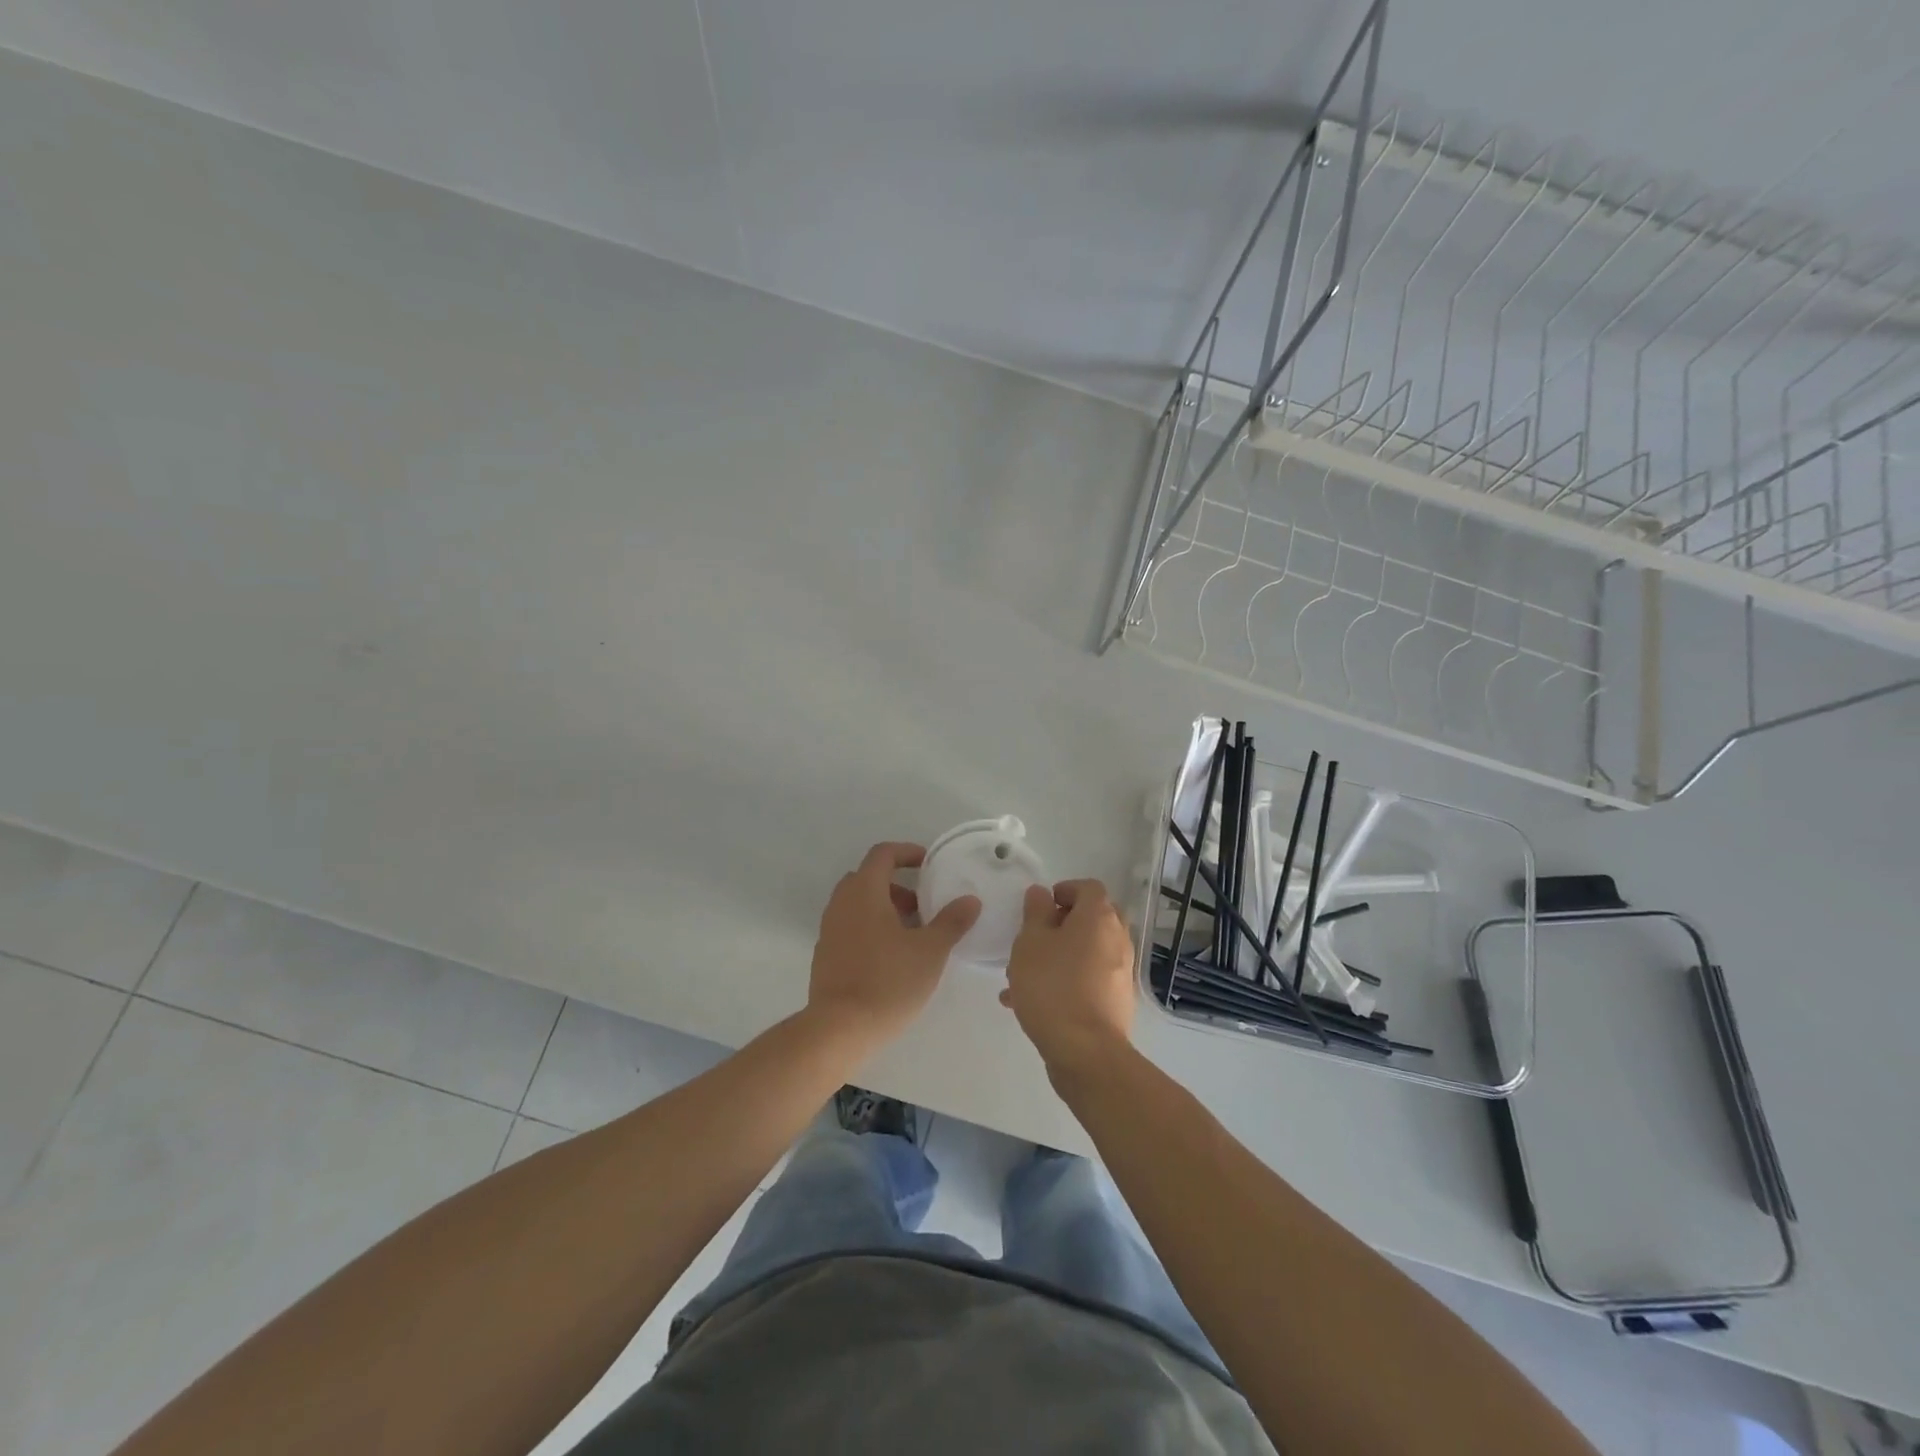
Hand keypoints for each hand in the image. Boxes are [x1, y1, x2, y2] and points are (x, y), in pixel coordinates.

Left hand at [808, 842, 979, 1046]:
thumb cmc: (888, 981)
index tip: (928, 864)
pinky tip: (890, 959)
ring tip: (912, 936)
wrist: (840, 1028)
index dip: (906, 852)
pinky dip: (870, 929)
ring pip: (858, 904)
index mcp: (864, 891)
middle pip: (868, 878)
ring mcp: (829, 930)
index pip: (882, 854)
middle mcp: (841, 903)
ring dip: (884, 909)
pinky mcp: (824, 955)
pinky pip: (849, 927)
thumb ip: (952, 922)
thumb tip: (970, 900)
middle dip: (897, 886)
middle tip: (922, 907)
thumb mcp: (930, 951)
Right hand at [1001, 879, 1137, 1076]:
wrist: (1085, 1052)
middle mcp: (1117, 939)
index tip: (1040, 906)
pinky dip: (1064, 981)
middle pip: (1090, 919)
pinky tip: (1030, 1004)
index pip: (1088, 887)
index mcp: (1099, 917)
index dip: (1063, 890)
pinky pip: (1087, 979)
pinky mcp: (1116, 1001)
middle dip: (1059, 926)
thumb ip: (1035, 912)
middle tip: (1032, 940)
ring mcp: (1120, 972)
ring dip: (1057, 957)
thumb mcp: (1030, 942)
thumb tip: (1042, 893)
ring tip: (1019, 978)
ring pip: (1085, 952)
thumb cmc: (1053, 986)